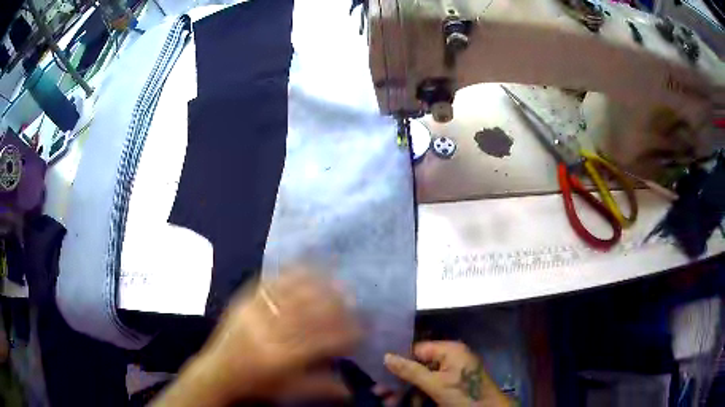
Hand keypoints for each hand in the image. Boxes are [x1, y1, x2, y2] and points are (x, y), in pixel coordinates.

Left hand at [174, 271, 360, 404]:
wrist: (216, 371)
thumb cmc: (255, 384)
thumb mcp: (289, 390)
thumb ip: (322, 387)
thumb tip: (352, 389)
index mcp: (281, 358)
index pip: (324, 340)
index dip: (348, 332)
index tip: (364, 327)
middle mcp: (268, 331)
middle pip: (310, 312)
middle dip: (337, 305)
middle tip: (355, 301)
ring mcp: (254, 312)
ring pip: (293, 293)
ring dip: (319, 285)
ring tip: (337, 282)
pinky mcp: (243, 300)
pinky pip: (270, 281)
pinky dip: (291, 272)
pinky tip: (307, 266)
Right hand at [384, 341, 510, 406]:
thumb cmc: (464, 395)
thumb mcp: (435, 384)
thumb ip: (410, 371)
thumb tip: (386, 356)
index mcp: (450, 350)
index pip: (417, 349)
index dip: (398, 360)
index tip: (379, 372)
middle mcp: (450, 357)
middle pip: (417, 365)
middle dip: (399, 381)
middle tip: (379, 393)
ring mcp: (451, 372)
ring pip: (421, 378)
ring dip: (405, 391)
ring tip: (388, 403)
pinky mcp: (451, 385)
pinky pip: (430, 386)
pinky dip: (417, 395)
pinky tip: (405, 403)